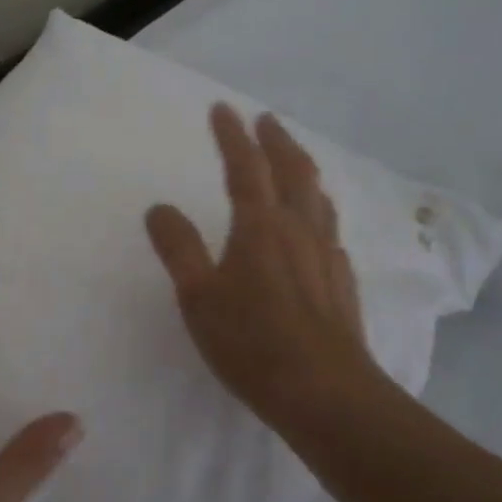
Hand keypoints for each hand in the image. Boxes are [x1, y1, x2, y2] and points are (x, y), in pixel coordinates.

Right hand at [145, 104, 384, 437]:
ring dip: (303, 169)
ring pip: (318, 197)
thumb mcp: (198, 297)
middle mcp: (298, 230)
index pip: (245, 168)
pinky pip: (330, 230)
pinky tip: (316, 228)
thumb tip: (160, 207)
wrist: (325, 393)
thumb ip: (178, 248)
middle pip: (293, 171)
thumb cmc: (251, 342)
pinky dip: (318, 211)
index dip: (232, 136)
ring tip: (294, 160)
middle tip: (265, 120)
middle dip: (277, 140)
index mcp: (260, 227)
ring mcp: (326, 255)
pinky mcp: (342, 282)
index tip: (223, 108)